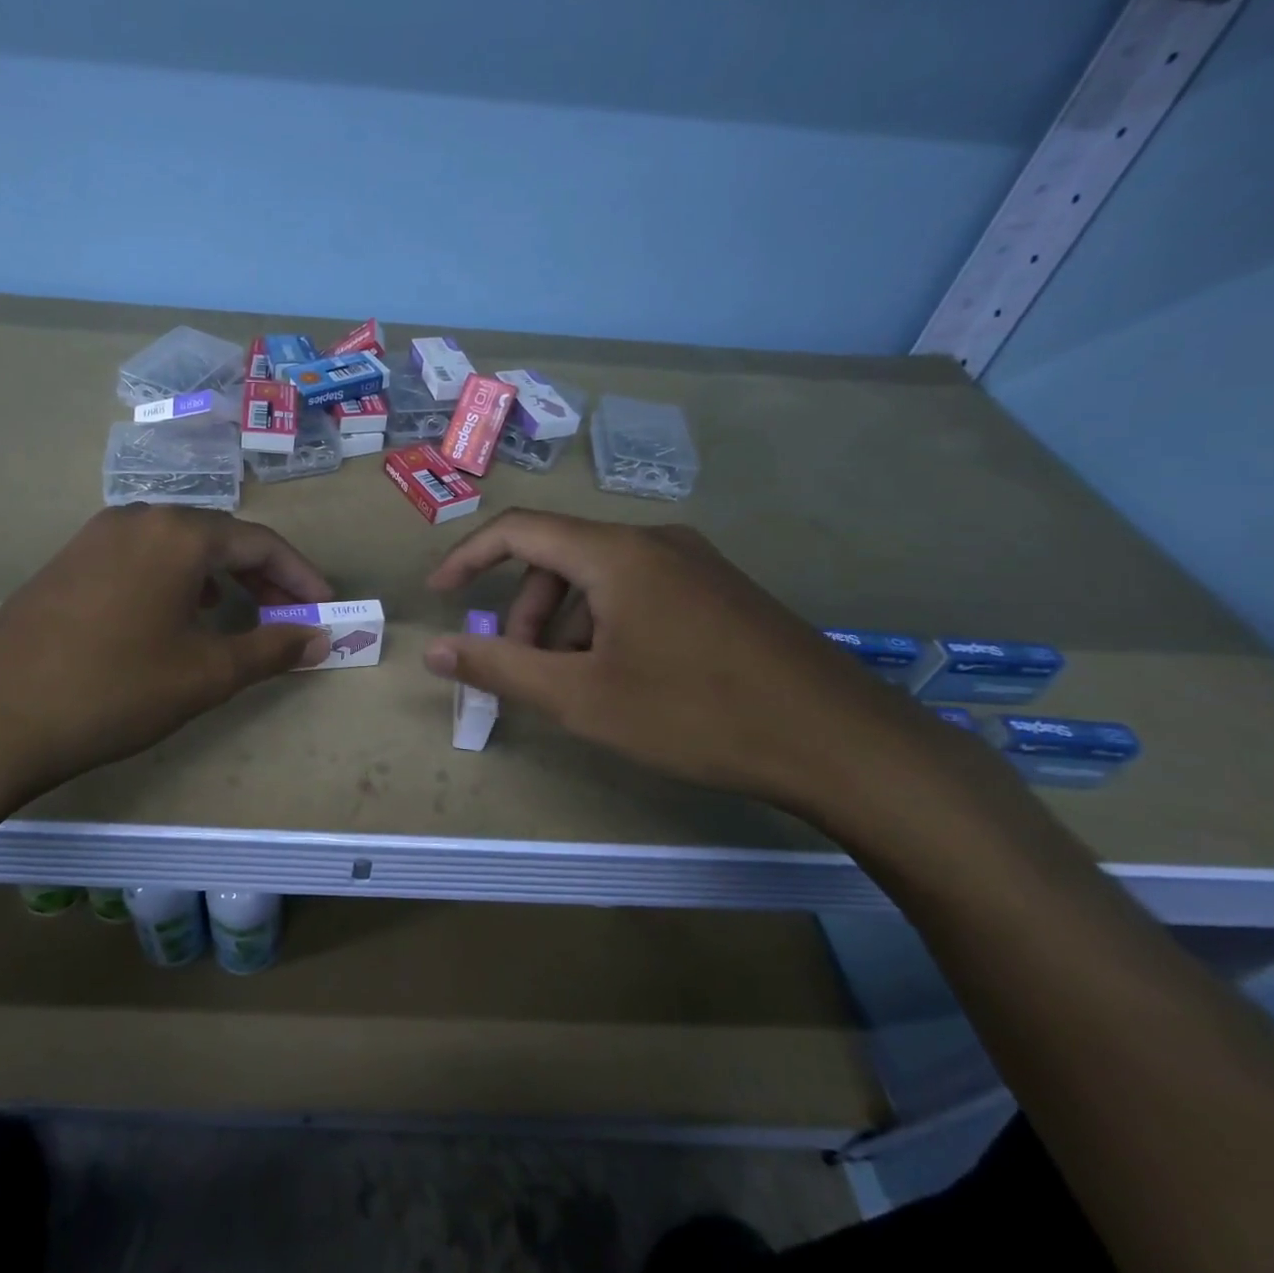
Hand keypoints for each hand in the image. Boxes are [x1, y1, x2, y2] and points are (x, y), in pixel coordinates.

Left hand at [0, 505, 330, 815]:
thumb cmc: (114, 691)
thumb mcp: (205, 674)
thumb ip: (271, 648)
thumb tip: (319, 637)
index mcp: (177, 533)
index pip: (260, 542)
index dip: (300, 576)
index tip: (324, 608)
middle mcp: (137, 518)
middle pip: (219, 537)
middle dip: (262, 575)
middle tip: (290, 613)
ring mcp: (95, 536)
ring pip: (178, 546)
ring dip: (219, 575)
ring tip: (240, 612)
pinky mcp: (68, 561)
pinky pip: (142, 558)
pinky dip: (177, 580)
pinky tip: (178, 614)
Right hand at [421, 509, 974, 825]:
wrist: (839, 742)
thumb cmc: (694, 714)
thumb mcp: (581, 698)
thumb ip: (500, 668)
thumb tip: (434, 650)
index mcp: (616, 553)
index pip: (518, 529)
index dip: (467, 557)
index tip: (439, 593)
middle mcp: (654, 541)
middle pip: (559, 557)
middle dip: (524, 610)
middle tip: (522, 667)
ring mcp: (695, 563)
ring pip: (600, 577)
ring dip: (565, 622)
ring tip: (573, 682)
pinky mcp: (720, 590)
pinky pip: (639, 590)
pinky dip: (606, 623)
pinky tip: (623, 677)